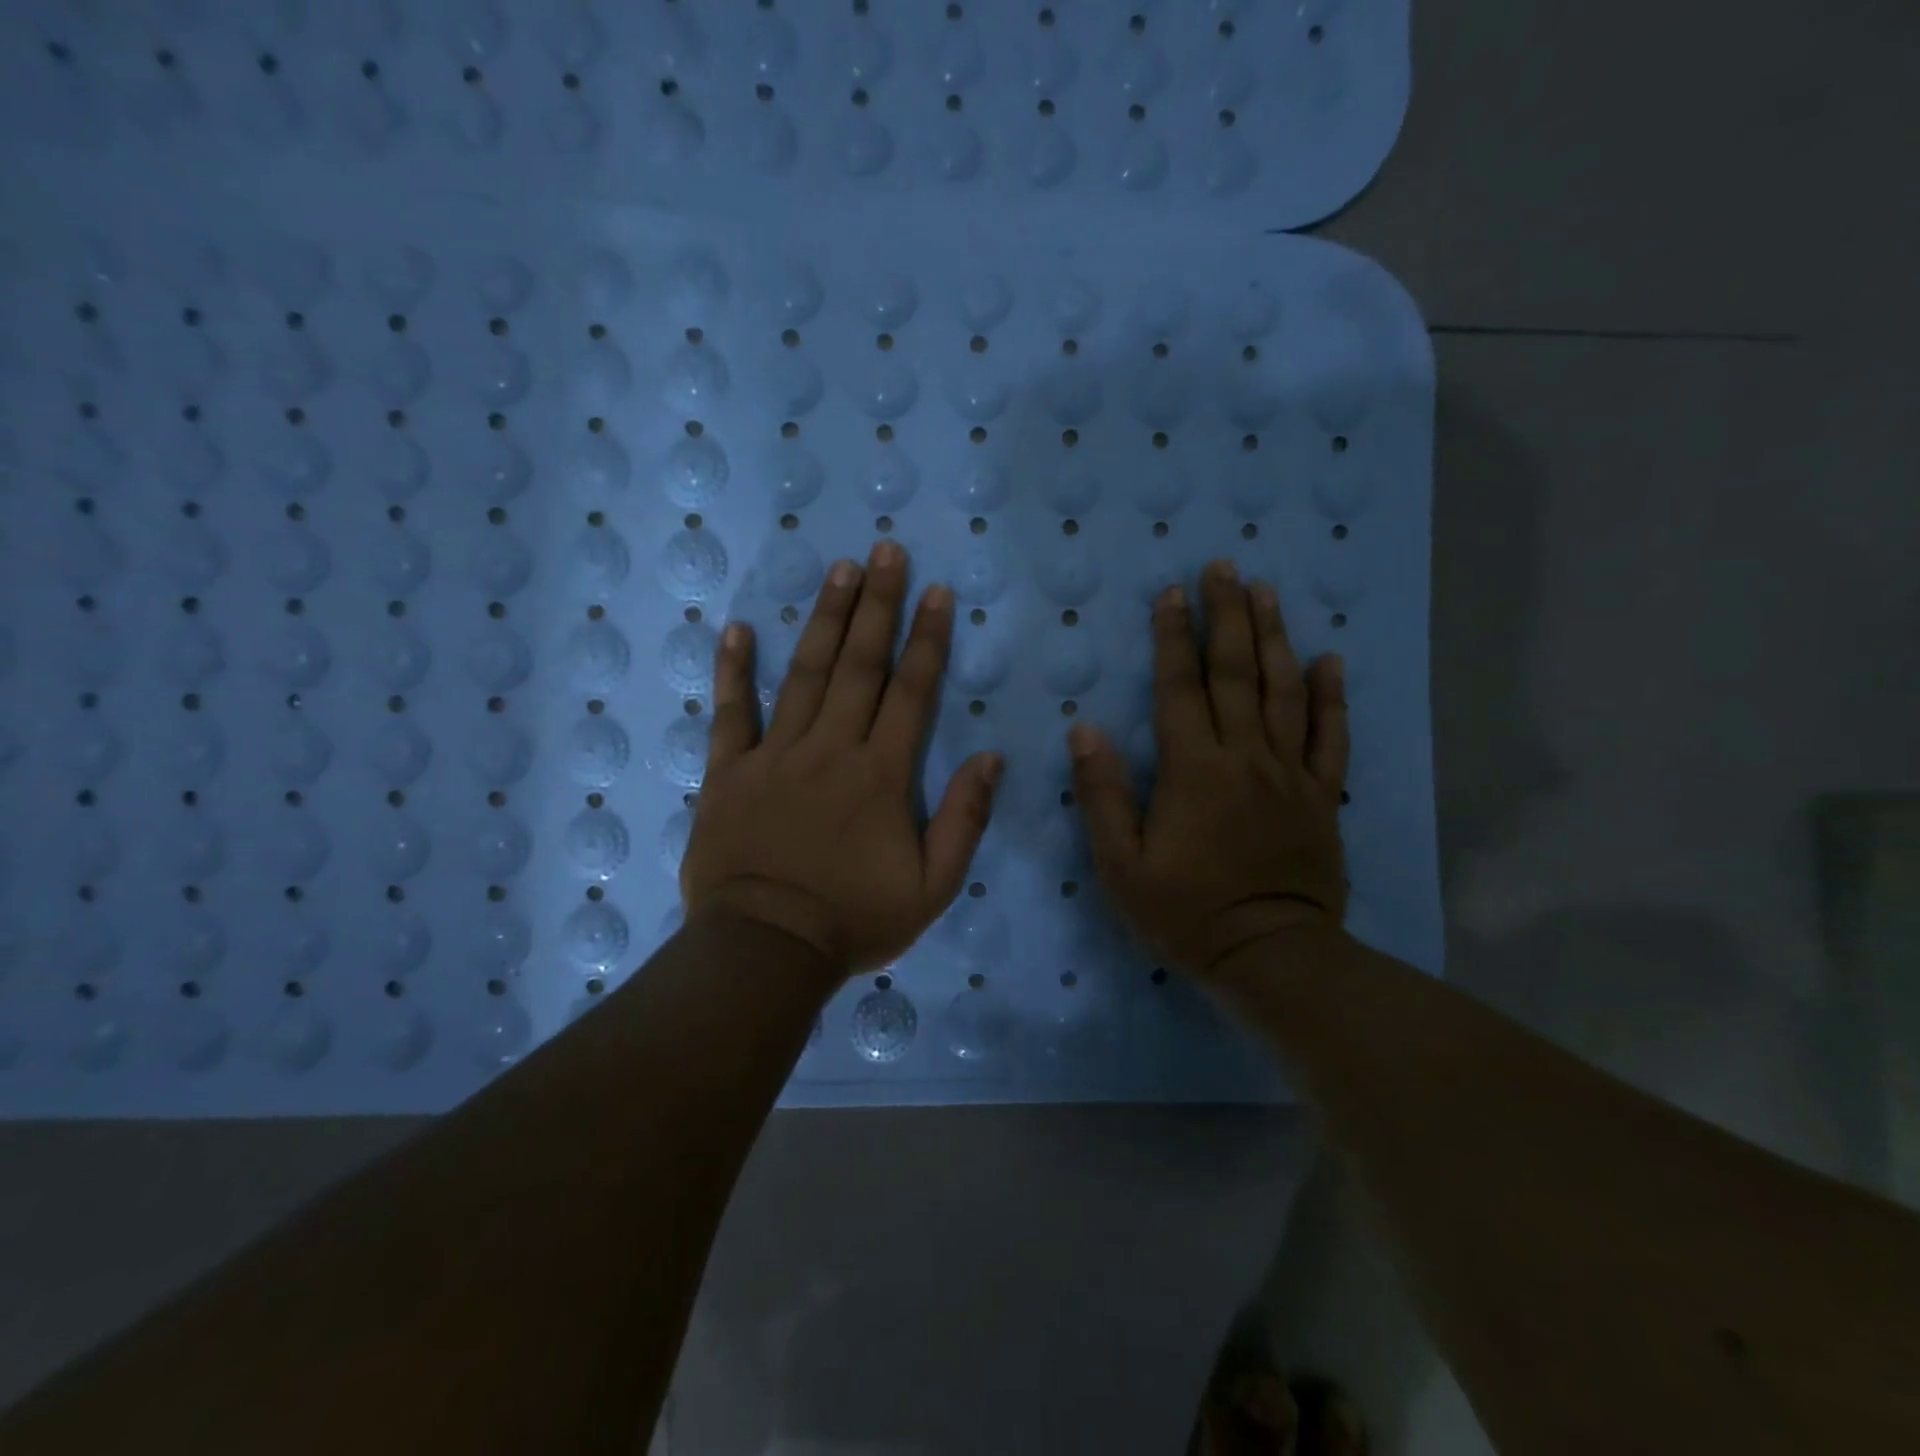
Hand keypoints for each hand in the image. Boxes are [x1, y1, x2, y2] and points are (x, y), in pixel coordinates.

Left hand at [681, 541, 1002, 976]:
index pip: (911, 691)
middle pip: (858, 665)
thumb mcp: (932, 886)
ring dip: (823, 619)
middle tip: (886, 551)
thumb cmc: (854, 919)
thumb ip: (964, 819)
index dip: (927, 638)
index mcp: (881, 774)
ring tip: (839, 570)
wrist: (766, 949)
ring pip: (803, 673)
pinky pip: (730, 712)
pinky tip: (736, 628)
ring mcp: (775, 755)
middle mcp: (831, 748)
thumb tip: (990, 757)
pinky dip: (732, 670)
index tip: (937, 592)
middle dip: (877, 605)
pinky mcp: (728, 772)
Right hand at [1068, 561, 1349, 977]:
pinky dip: (1332, 695)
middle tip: (1224, 568)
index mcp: (1193, 769)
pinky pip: (1330, 736)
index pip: (1180, 687)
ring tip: (1268, 592)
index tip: (1171, 593)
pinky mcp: (1322, 796)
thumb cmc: (1185, 913)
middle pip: (1236, 672)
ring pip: (1284, 690)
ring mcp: (1290, 773)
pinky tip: (1330, 659)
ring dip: (1274, 637)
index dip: (1173, 637)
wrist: (1270, 957)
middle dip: (1227, 615)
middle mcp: (1244, 756)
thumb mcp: (1121, 865)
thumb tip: (1085, 729)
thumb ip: (1103, 794)